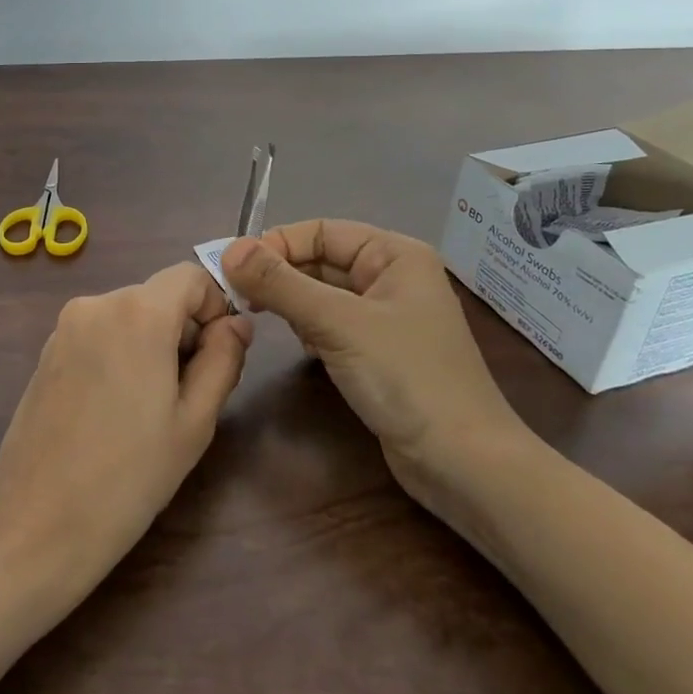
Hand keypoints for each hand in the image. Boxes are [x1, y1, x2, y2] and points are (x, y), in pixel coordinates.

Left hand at [0, 264, 252, 601]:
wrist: (39, 523)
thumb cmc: (130, 476)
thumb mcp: (194, 421)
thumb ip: (223, 359)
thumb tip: (238, 324)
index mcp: (137, 312)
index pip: (190, 277)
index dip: (215, 307)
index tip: (220, 355)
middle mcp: (96, 304)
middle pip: (158, 297)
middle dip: (183, 331)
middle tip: (190, 394)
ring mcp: (64, 327)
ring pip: (128, 316)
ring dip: (151, 345)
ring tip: (150, 409)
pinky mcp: (46, 352)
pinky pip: (98, 334)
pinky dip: (119, 354)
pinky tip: (114, 410)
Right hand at [222, 221, 530, 507]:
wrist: (464, 463)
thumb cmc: (406, 378)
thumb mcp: (337, 323)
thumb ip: (281, 284)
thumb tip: (228, 249)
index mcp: (394, 254)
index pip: (321, 231)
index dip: (276, 244)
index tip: (233, 269)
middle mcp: (392, 277)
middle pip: (321, 260)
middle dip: (281, 275)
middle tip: (238, 297)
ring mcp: (387, 316)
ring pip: (323, 293)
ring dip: (292, 302)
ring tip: (263, 319)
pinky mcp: (379, 351)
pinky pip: (332, 323)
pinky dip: (309, 328)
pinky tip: (301, 346)